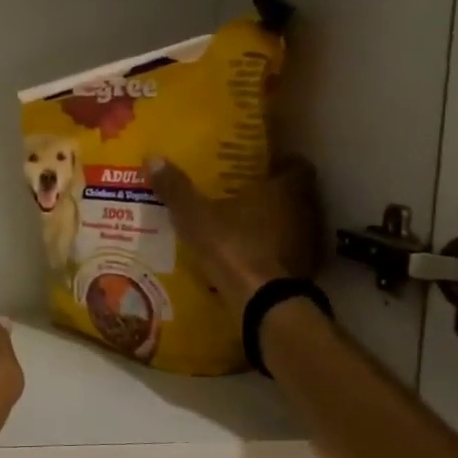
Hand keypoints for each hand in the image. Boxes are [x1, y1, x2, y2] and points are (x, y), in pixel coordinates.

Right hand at [146, 157, 321, 313]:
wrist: (259, 300)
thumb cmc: (233, 246)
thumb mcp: (195, 216)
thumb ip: (176, 189)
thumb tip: (153, 157)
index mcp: (285, 190)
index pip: (296, 165)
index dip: (280, 163)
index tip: (261, 165)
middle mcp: (303, 212)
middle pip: (294, 195)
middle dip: (271, 193)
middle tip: (242, 192)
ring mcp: (305, 244)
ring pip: (291, 224)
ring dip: (272, 223)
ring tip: (241, 224)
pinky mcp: (300, 271)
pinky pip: (286, 252)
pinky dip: (271, 251)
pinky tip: (248, 254)